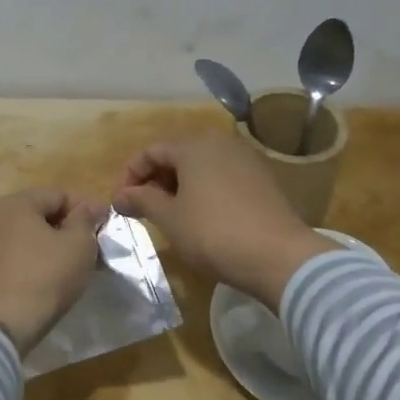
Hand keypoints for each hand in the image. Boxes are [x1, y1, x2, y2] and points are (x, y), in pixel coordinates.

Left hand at [0, 188, 104, 353]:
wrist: (0, 325)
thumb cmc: (45, 278)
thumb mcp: (79, 246)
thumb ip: (84, 221)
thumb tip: (86, 208)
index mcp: (16, 204)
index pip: (57, 194)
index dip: (83, 208)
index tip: (101, 228)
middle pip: (28, 214)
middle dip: (54, 227)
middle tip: (78, 250)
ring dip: (20, 245)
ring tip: (43, 267)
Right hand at [112, 135, 335, 308]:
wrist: (279, 256)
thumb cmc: (213, 233)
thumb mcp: (169, 219)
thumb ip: (141, 200)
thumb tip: (120, 196)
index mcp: (194, 145)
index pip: (151, 151)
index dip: (130, 176)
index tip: (122, 204)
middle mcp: (221, 143)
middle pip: (177, 155)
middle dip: (156, 180)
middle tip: (145, 210)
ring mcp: (246, 159)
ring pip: (201, 166)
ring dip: (180, 186)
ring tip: (171, 216)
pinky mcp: (263, 179)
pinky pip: (223, 177)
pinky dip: (205, 191)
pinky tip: (203, 217)